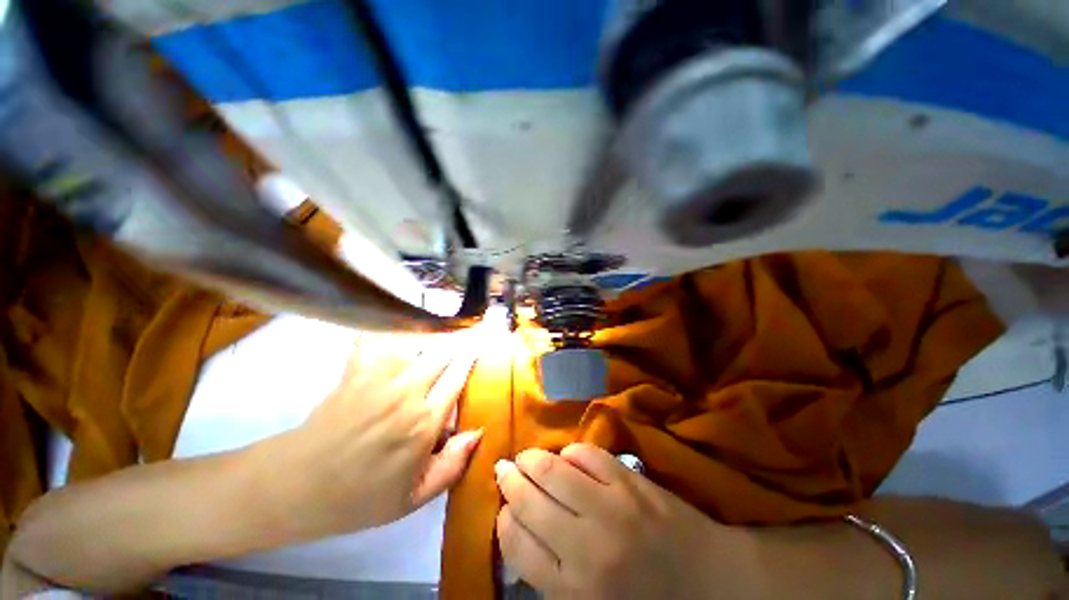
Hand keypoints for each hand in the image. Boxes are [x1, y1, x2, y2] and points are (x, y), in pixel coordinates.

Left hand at [262, 330, 482, 540]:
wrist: (294, 487)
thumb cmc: (357, 498)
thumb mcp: (412, 499)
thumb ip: (451, 466)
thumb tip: (478, 431)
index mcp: (424, 422)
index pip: (458, 377)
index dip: (471, 358)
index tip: (479, 346)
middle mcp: (407, 392)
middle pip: (442, 353)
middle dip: (456, 344)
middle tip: (464, 338)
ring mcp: (378, 378)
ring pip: (416, 342)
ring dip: (429, 339)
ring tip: (435, 337)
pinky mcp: (354, 372)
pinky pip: (377, 340)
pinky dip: (388, 334)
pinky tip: (395, 336)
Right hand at [495, 444, 760, 599]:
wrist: (711, 583)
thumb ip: (551, 575)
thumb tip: (519, 529)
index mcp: (573, 591)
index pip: (517, 544)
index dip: (504, 519)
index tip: (505, 508)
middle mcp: (586, 547)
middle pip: (530, 500)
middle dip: (510, 480)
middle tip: (505, 469)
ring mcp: (611, 507)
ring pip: (553, 471)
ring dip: (532, 458)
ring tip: (526, 457)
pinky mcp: (631, 481)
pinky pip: (587, 454)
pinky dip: (570, 452)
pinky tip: (567, 458)